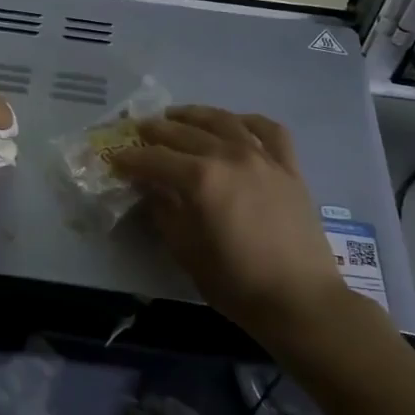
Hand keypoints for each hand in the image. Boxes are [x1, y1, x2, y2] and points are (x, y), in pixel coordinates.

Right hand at [114, 106, 349, 338]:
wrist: (299, 299)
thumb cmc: (235, 282)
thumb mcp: (185, 251)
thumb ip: (164, 211)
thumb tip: (150, 188)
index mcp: (200, 180)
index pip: (154, 159)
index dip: (130, 158)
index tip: (114, 158)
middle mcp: (230, 157)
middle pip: (185, 133)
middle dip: (156, 131)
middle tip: (138, 130)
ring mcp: (263, 158)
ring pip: (224, 121)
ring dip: (195, 114)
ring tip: (177, 115)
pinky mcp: (288, 167)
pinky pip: (269, 131)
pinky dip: (248, 121)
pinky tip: (236, 123)